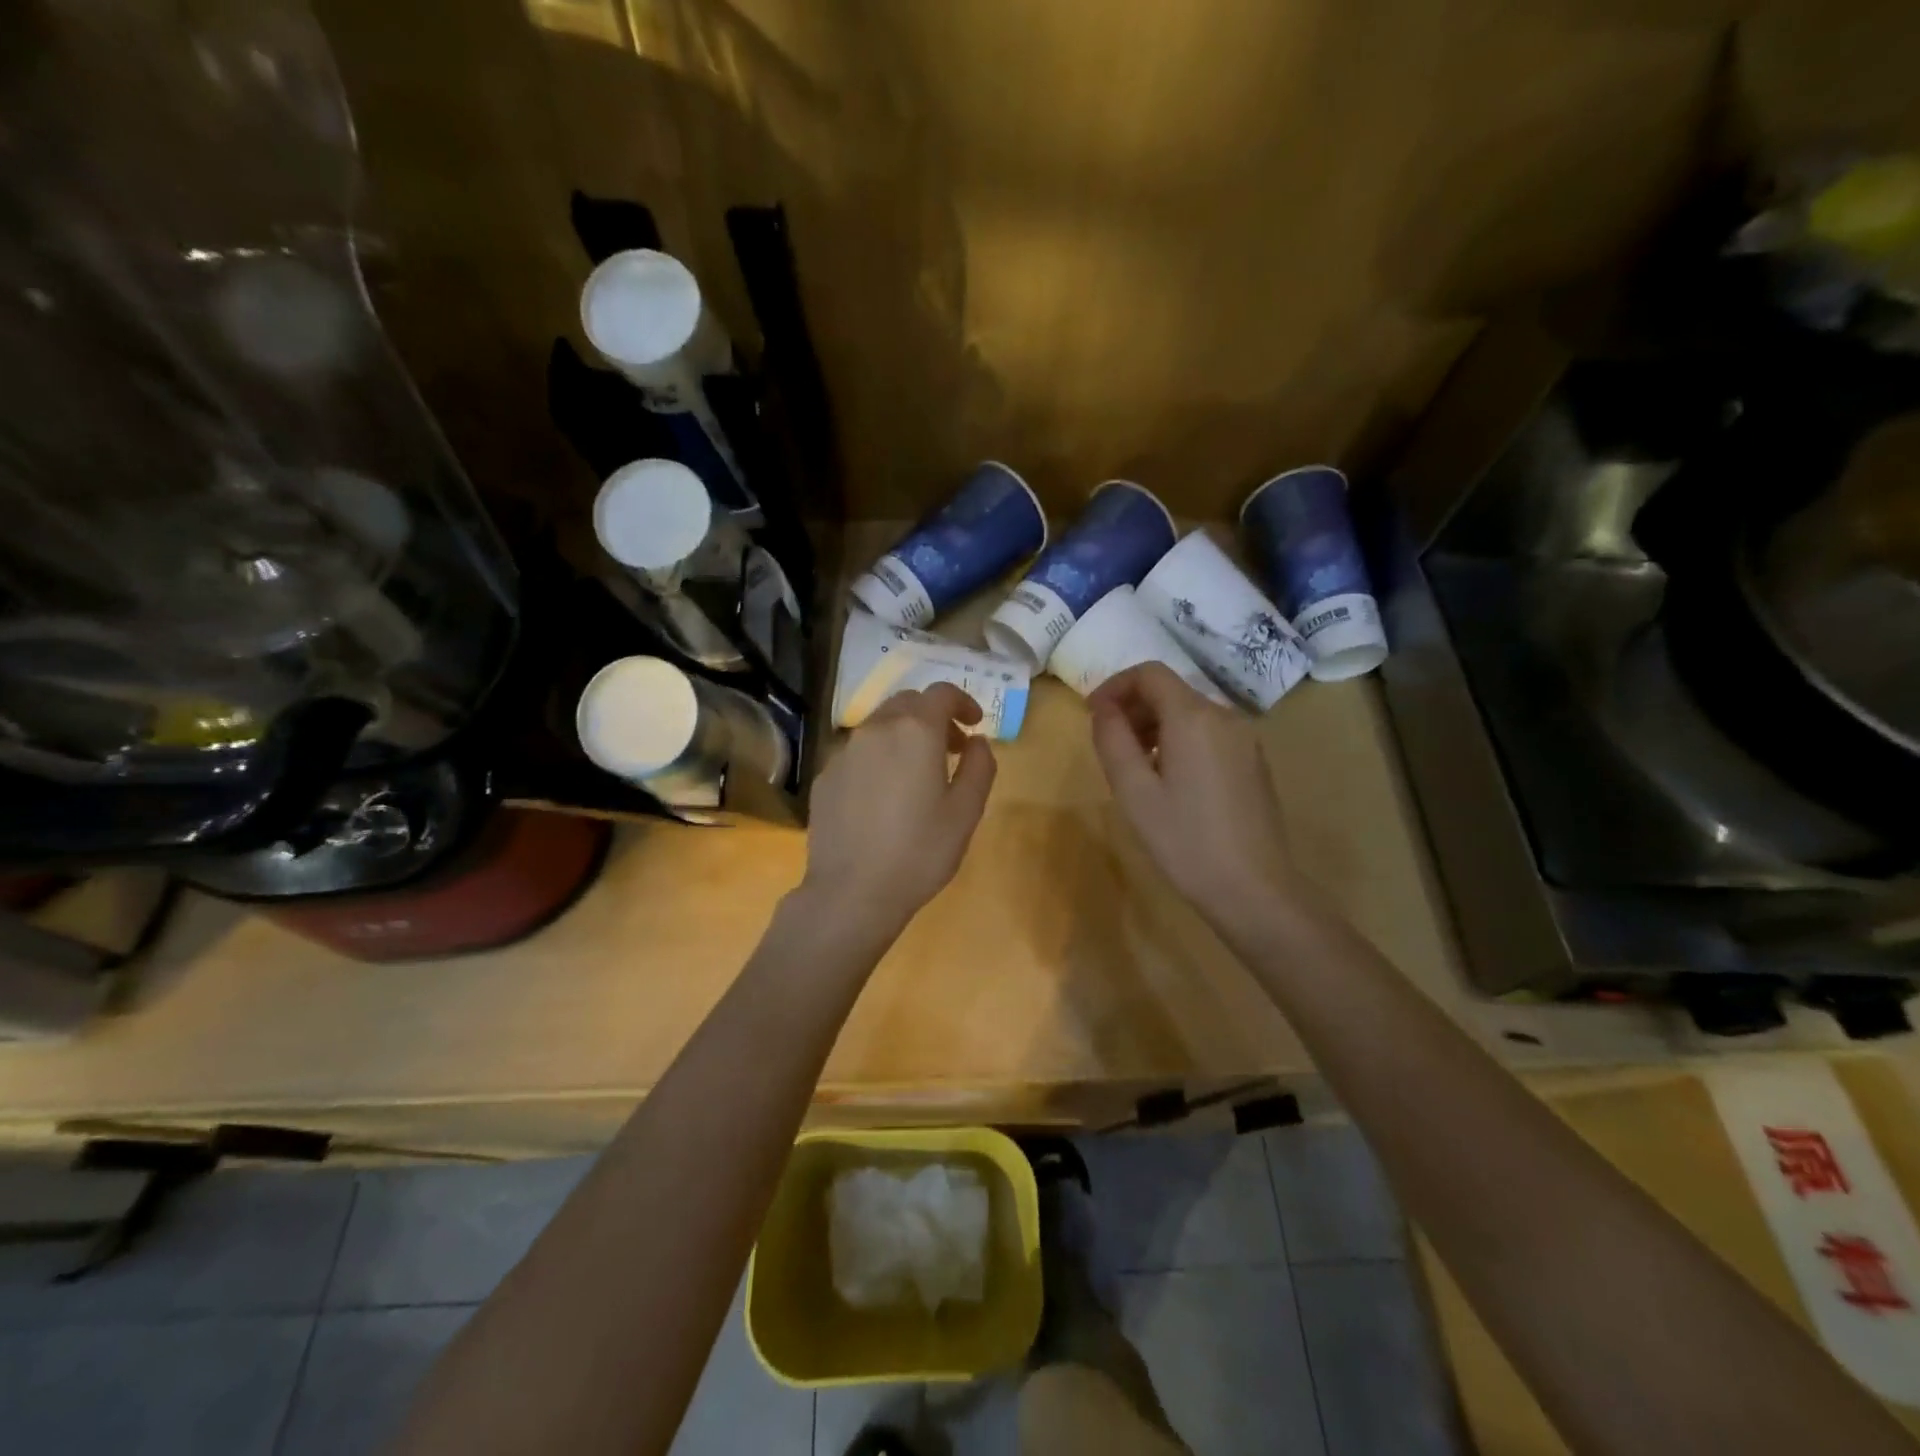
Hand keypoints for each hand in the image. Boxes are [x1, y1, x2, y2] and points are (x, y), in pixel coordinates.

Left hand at [800, 683, 996, 939]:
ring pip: (880, 726)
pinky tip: (884, 797)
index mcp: (915, 731)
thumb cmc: (920, 852)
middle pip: (908, 703)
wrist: (852, 892)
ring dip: (904, 735)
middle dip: (933, 717)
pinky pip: (858, 753)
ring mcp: (844, 752)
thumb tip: (978, 742)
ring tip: (918, 773)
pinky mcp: (826, 776)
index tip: (974, 725)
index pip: (941, 692)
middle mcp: (876, 729)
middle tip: (952, 749)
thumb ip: (980, 766)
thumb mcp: (967, 812)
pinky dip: (879, 758)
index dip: (963, 702)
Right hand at [1089, 663, 1305, 934]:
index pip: (1149, 673)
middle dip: (1134, 707)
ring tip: (1135, 766)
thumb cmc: (1184, 840)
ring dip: (1155, 725)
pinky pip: (1209, 733)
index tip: (1092, 715)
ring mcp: (1245, 739)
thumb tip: (1103, 708)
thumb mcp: (1133, 791)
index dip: (1114, 686)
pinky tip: (1169, 780)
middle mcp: (1224, 716)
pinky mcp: (1253, 761)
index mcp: (1193, 717)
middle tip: (1109, 744)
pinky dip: (1180, 740)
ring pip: (1190, 713)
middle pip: (1171, 691)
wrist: (1253, 888)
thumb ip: (1112, 739)